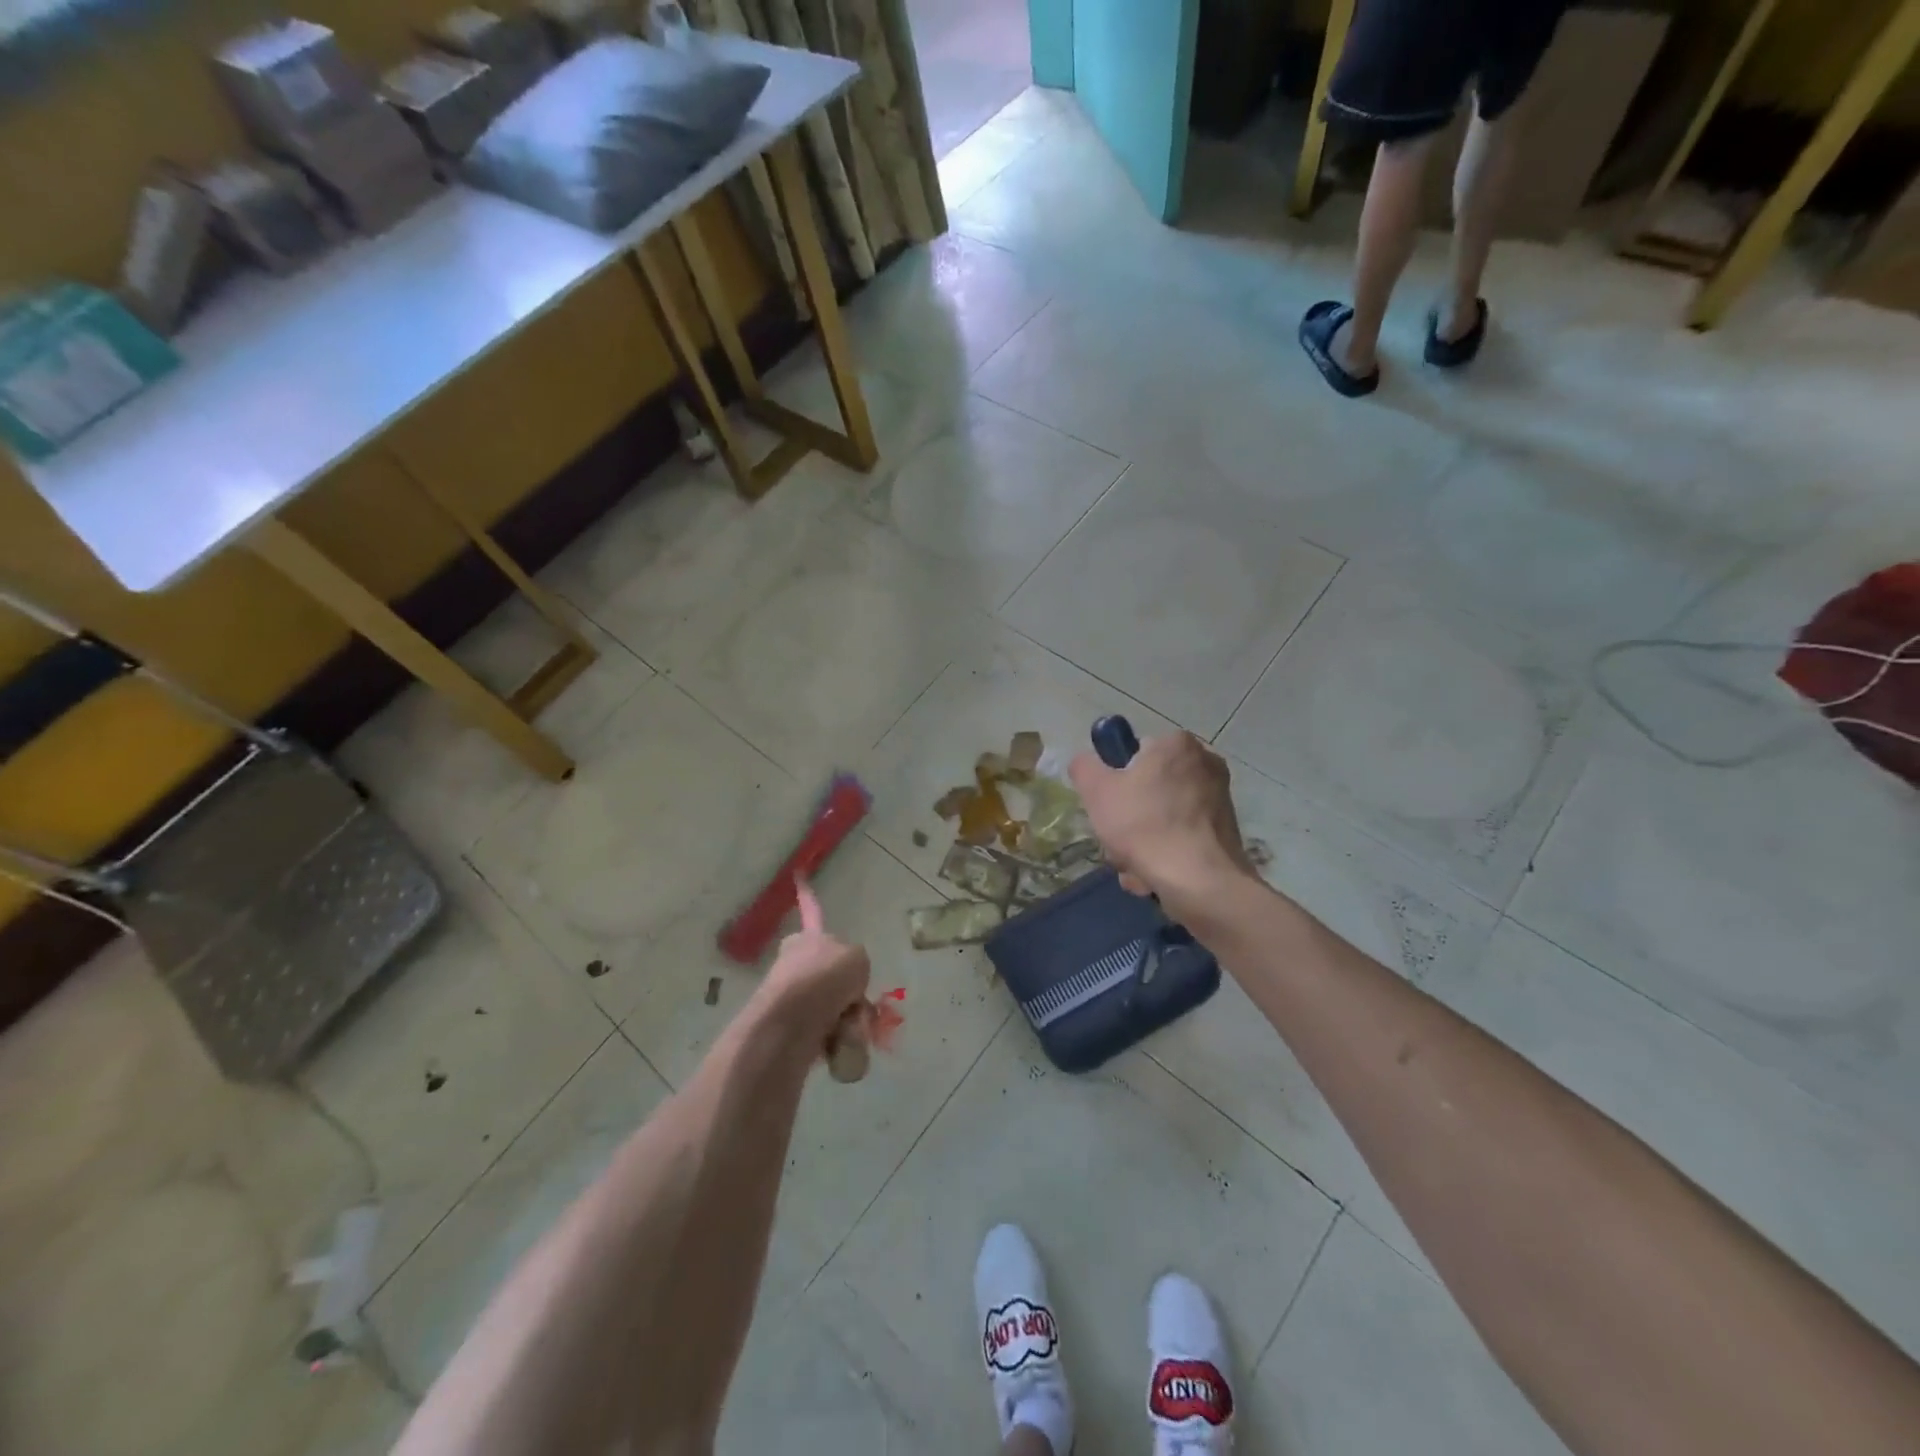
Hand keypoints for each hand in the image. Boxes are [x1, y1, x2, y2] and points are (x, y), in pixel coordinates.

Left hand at [756, 879, 871, 1061]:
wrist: (792, 1023)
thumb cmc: (825, 978)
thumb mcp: (856, 956)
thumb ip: (856, 962)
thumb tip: (847, 989)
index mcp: (807, 938)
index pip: (813, 911)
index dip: (808, 895)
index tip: (798, 875)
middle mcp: (794, 963)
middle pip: (831, 973)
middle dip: (848, 990)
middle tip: (858, 1001)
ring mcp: (790, 998)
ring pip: (832, 1006)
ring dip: (848, 1018)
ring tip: (850, 1027)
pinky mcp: (790, 1032)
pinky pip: (827, 1035)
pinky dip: (838, 1041)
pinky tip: (841, 1045)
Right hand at [1069, 731, 1253, 911]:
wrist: (1200, 882)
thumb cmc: (1145, 826)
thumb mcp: (1097, 791)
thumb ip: (1084, 767)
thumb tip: (1086, 763)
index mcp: (1177, 744)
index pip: (1133, 753)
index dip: (1115, 781)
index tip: (1108, 808)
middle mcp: (1205, 763)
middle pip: (1148, 789)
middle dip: (1128, 820)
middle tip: (1117, 842)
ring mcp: (1219, 799)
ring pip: (1162, 817)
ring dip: (1141, 843)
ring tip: (1134, 868)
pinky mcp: (1225, 831)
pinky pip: (1182, 837)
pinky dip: (1165, 855)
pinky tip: (1154, 877)